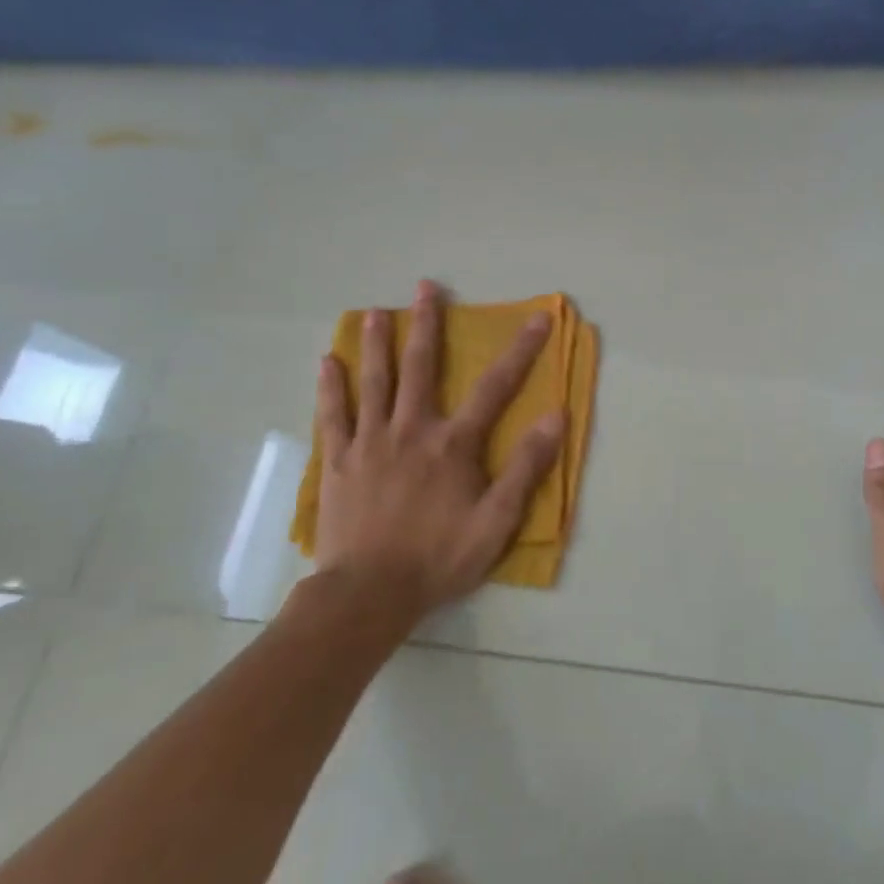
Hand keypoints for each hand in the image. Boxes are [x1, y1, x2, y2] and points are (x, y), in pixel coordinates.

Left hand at [310, 280, 565, 634]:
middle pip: (421, 368)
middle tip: (425, 288)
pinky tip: (327, 362)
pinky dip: (330, 387)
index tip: (538, 318)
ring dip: (377, 344)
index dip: (521, 350)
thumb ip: (526, 467)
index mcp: (453, 444)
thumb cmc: (439, 558)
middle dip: (427, 325)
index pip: (496, 387)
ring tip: (375, 312)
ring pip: (374, 382)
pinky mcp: (338, 463)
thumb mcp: (497, 520)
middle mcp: (411, 431)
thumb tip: (556, 417)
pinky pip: (333, 416)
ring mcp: (369, 443)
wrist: (367, 595)